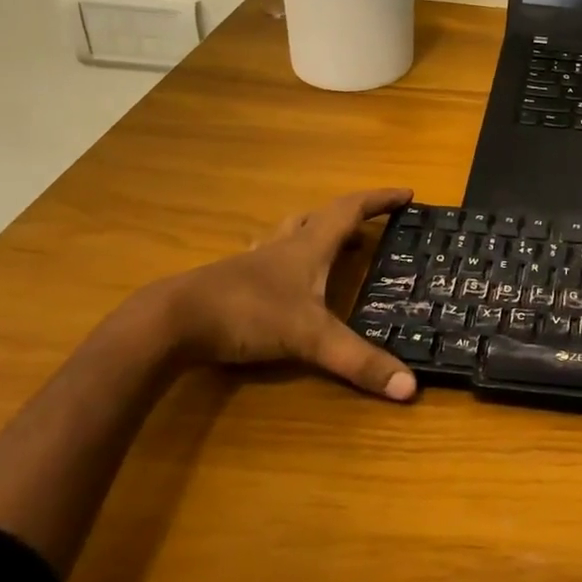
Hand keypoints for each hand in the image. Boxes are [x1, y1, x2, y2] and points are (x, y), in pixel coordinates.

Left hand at [138, 188, 418, 401]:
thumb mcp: (309, 338)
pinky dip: (286, 261)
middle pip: (320, 217)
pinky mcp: (233, 282)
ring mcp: (255, 263)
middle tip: (370, 230)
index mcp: (308, 246)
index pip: (351, 210)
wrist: (171, 322)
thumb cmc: (247, 314)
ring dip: (316, 235)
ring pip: (291, 234)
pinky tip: (284, 282)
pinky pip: (269, 259)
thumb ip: (358, 361)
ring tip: (334, 251)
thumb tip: (410, 387)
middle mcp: (284, 246)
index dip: (380, 199)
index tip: (407, 194)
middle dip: (350, 219)